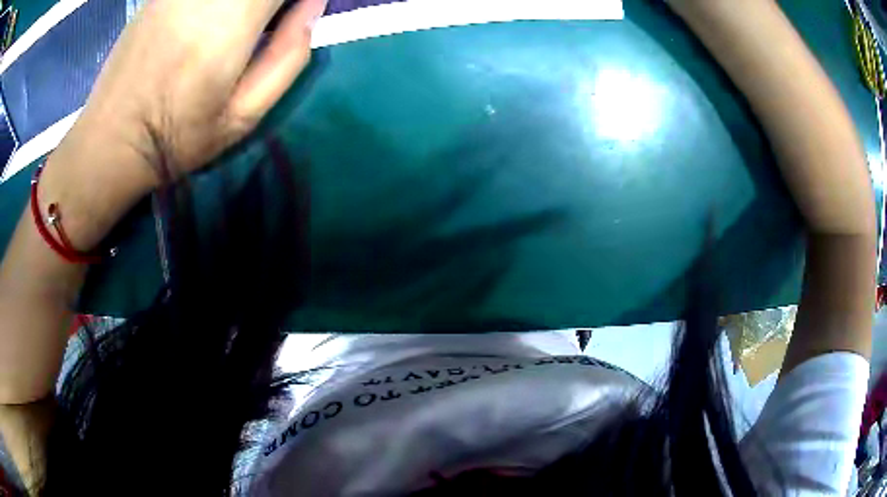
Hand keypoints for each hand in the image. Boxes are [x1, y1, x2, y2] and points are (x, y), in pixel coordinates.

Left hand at [55, 0, 326, 188]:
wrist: (110, 140)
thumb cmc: (177, 137)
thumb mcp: (244, 115)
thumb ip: (289, 54)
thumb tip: (313, 3)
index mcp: (233, 21)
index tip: (296, 13)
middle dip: (269, 3)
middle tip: (263, 26)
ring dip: (243, 5)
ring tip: (237, 27)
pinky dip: (220, 3)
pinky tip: (209, 21)